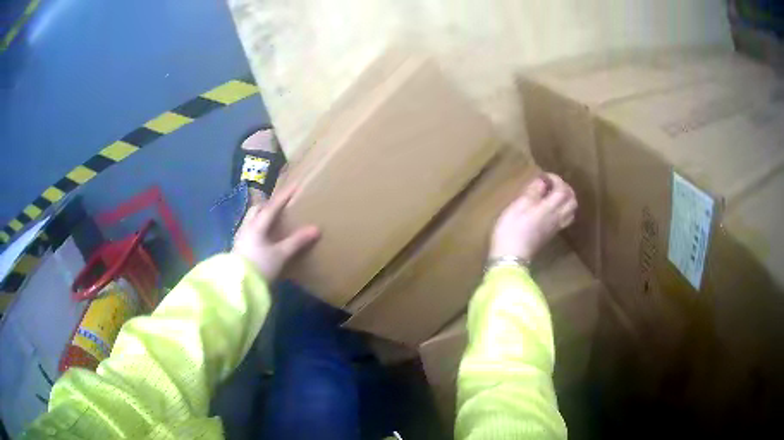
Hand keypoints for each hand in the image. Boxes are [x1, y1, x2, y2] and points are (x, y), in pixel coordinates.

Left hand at [232, 186, 319, 281]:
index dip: (284, 196)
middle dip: (268, 204)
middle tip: (279, 204)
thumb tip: (316, 229)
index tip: (295, 185)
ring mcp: (240, 238)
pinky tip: (263, 237)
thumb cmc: (260, 266)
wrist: (238, 284)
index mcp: (257, 225)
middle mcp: (247, 227)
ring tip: (271, 219)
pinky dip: (257, 228)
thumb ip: (297, 241)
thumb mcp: (281, 254)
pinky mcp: (238, 248)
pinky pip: (249, 230)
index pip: (272, 207)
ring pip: (251, 219)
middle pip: (257, 209)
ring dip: (261, 216)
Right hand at [490, 173, 576, 261]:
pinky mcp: (550, 235)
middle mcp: (557, 217)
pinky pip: (564, 219)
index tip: (543, 175)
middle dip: (565, 189)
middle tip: (553, 184)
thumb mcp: (518, 205)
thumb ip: (532, 192)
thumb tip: (542, 181)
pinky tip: (551, 209)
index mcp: (550, 208)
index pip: (562, 189)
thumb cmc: (511, 229)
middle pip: (572, 201)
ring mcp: (555, 228)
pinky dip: (562, 210)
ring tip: (554, 196)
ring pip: (571, 212)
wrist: (510, 257)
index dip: (556, 179)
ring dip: (566, 200)